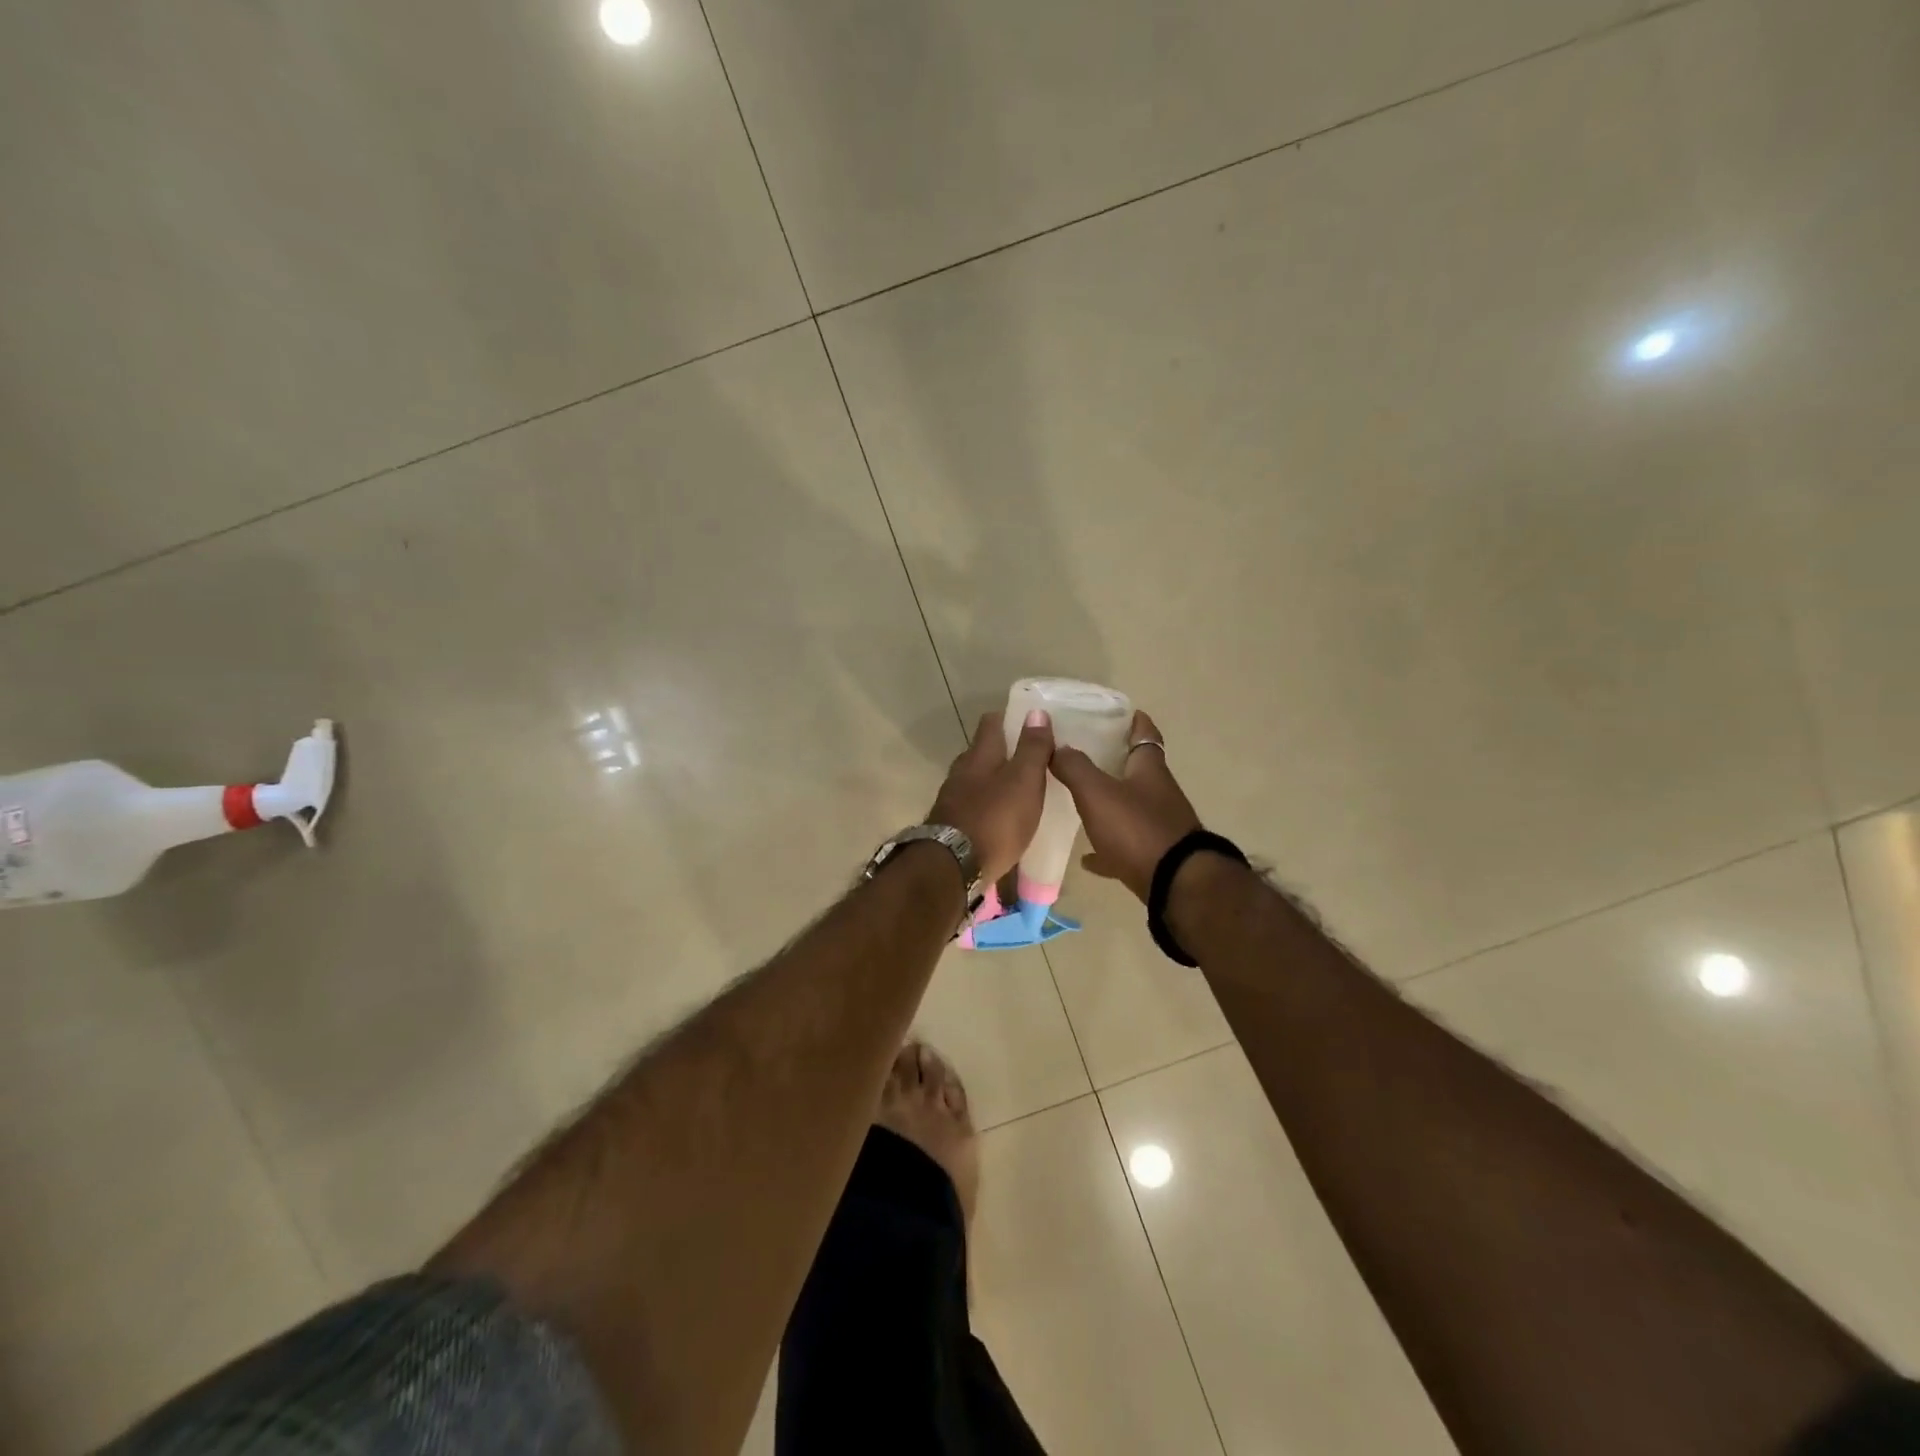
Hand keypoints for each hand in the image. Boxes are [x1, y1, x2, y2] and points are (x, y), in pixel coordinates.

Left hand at [926, 710, 1054, 884]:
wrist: (952, 867)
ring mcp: (952, 799)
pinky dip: (987, 805)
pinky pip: (972, 806)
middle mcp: (961, 771)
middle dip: (1003, 752)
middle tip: (1031, 759)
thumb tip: (1037, 712)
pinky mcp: (950, 825)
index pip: (991, 723)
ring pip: (976, 780)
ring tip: (1019, 791)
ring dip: (995, 781)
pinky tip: (1000, 818)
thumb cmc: (995, 820)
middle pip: (982, 752)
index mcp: (979, 755)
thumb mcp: (1024, 781)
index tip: (1031, 723)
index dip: (1010, 718)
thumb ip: (1032, 749)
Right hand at [1048, 710, 1201, 901]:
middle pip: (1138, 772)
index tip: (1124, 712)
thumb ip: (1074, 767)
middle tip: (1087, 755)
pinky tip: (1087, 857)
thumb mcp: (1097, 792)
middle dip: (1116, 763)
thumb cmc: (1136, 828)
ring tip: (1081, 802)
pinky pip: (1126, 846)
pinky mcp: (1155, 857)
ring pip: (1132, 808)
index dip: (1136, 722)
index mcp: (1149, 770)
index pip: (1145, 735)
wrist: (1176, 884)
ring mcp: (1160, 827)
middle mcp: (1159, 794)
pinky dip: (1108, 848)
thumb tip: (1056, 745)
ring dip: (1111, 804)